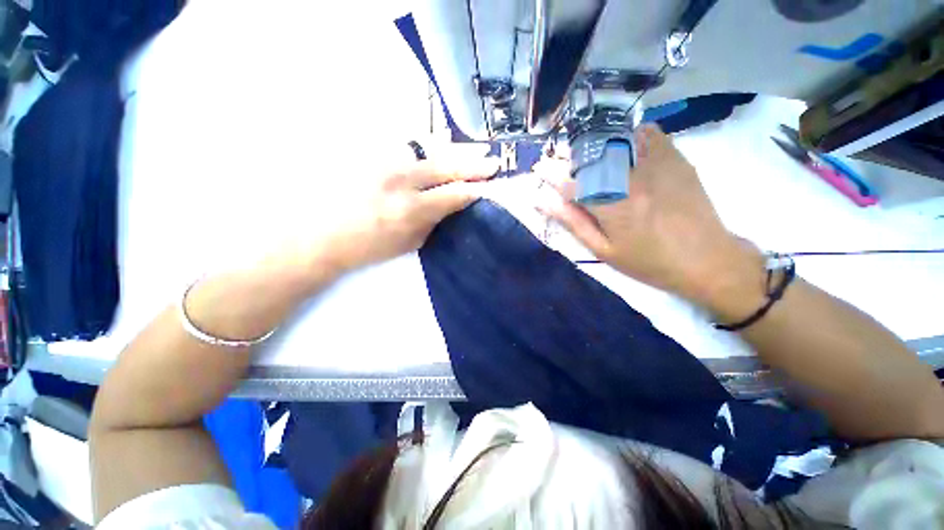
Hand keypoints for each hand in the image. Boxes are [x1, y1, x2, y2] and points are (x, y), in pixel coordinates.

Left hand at [322, 151, 498, 272]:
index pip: (453, 194)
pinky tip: (443, 139)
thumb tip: (452, 205)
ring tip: (477, 148)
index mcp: (411, 210)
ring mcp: (385, 163)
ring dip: (457, 150)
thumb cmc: (367, 247)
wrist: (320, 234)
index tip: (489, 187)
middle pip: (446, 167)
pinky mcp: (372, 155)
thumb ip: (433, 221)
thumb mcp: (408, 242)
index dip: (475, 190)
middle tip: (493, 162)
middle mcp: (402, 180)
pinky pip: (407, 143)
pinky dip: (430, 143)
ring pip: (430, 150)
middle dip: (473, 165)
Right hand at [538, 125, 763, 315]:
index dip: (551, 172)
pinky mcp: (676, 158)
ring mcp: (657, 164)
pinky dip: (628, 135)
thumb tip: (544, 202)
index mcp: (611, 206)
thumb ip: (572, 222)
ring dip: (594, 144)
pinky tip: (622, 149)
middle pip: (591, 155)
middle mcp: (631, 178)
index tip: (539, 168)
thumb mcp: (603, 250)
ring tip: (588, 158)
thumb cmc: (648, 261)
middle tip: (561, 164)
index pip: (571, 181)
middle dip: (569, 156)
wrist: (706, 259)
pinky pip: (647, 133)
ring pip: (616, 139)